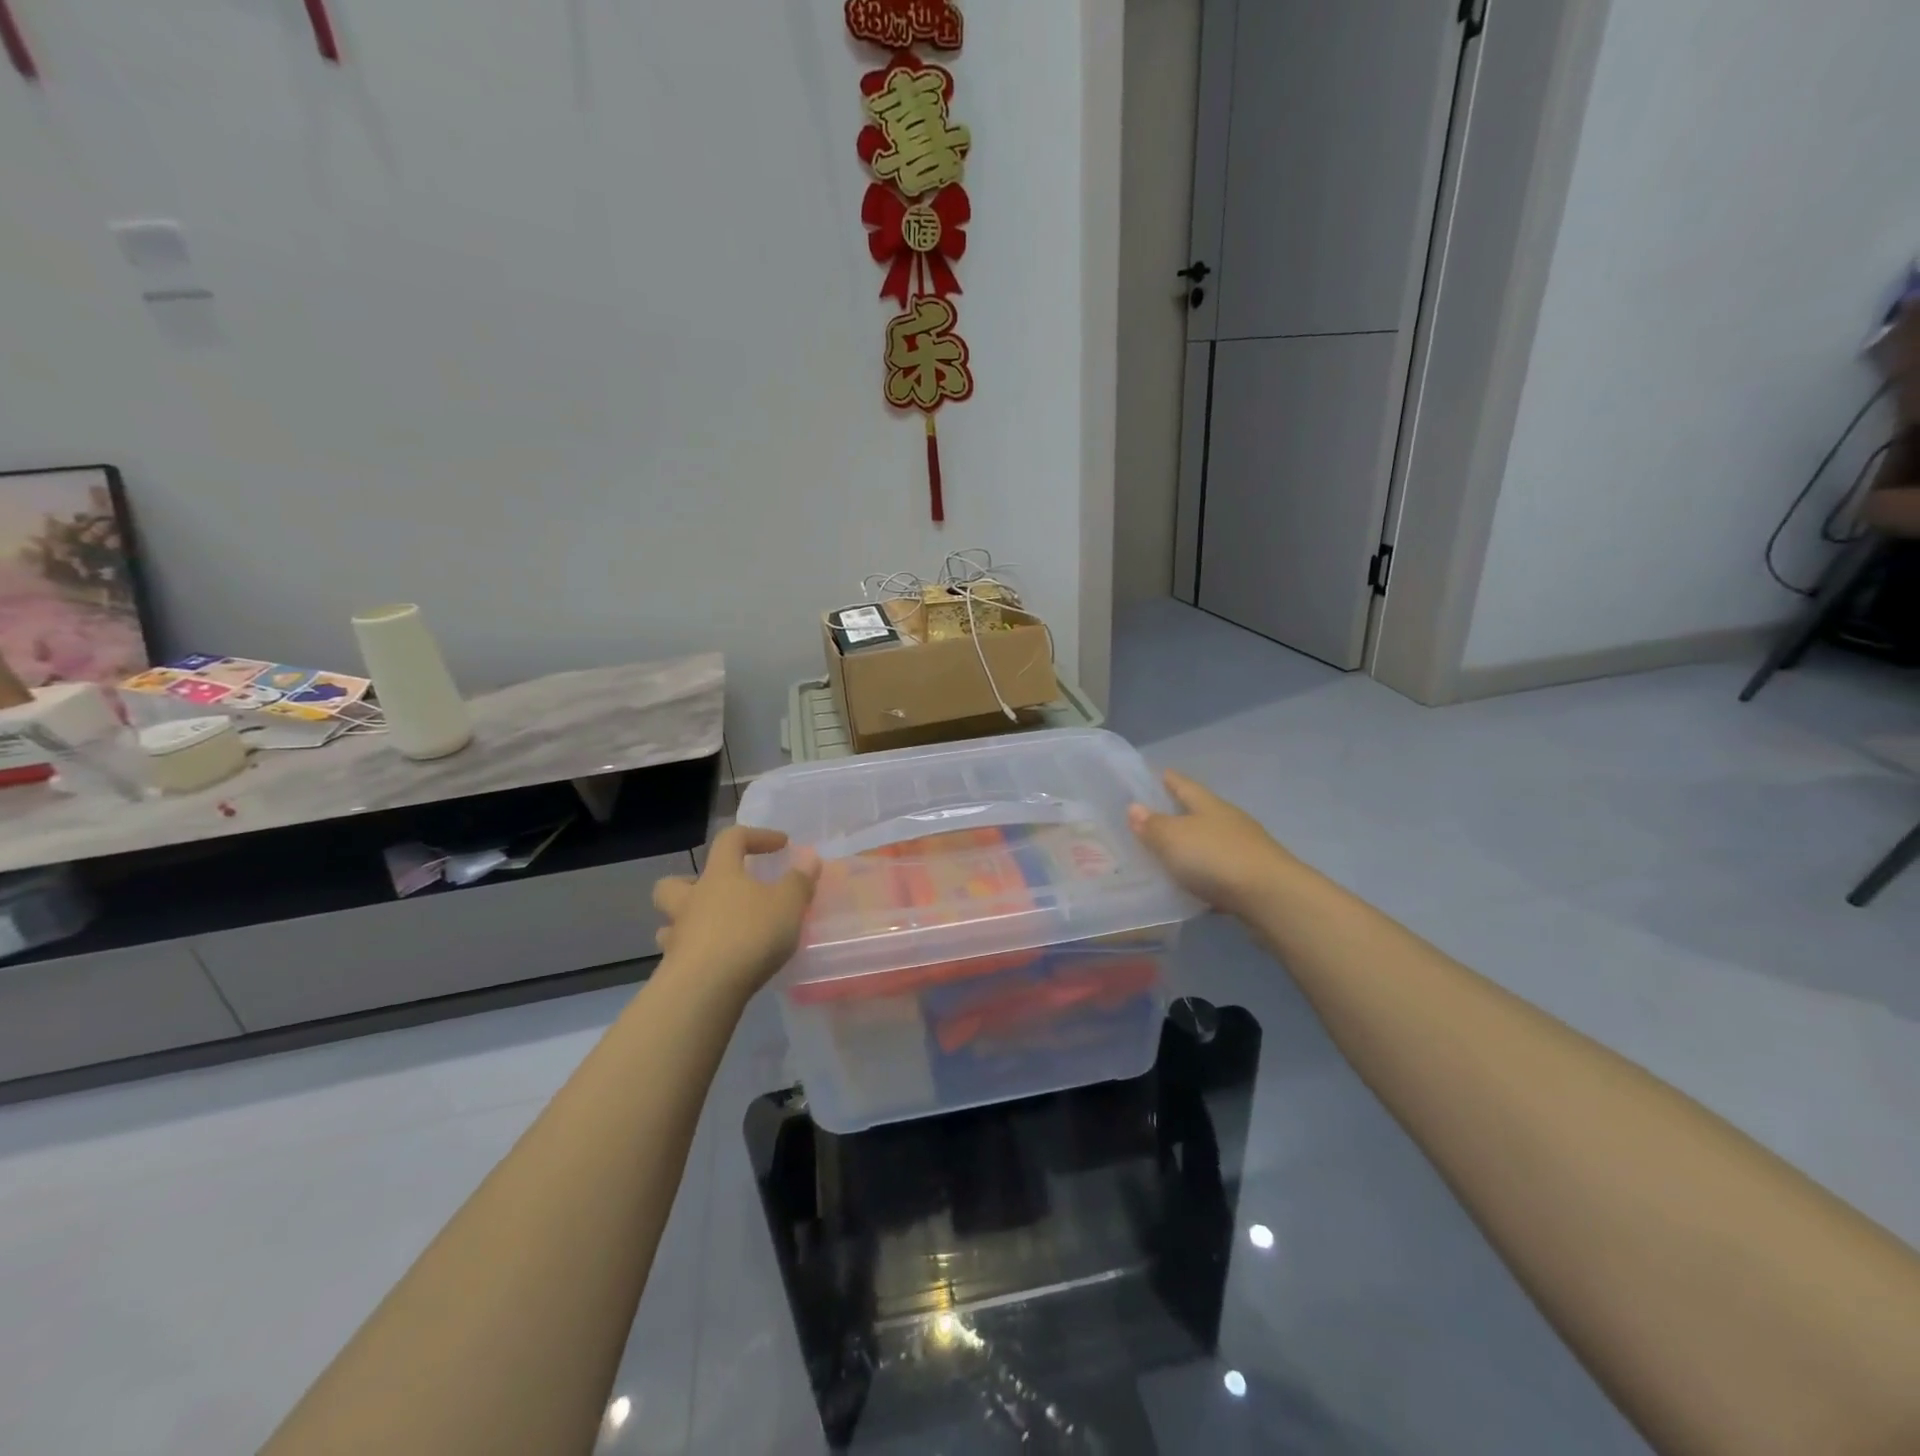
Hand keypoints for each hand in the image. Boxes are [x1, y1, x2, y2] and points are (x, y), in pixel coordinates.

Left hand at [651, 827, 821, 1004]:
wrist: (705, 989)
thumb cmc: (749, 934)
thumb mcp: (788, 904)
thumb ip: (800, 880)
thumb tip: (809, 858)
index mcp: (720, 875)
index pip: (731, 840)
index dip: (756, 836)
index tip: (781, 845)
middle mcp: (692, 900)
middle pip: (675, 881)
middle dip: (693, 881)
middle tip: (720, 893)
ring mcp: (678, 935)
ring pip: (671, 919)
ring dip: (688, 921)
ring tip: (714, 931)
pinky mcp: (673, 969)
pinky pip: (679, 953)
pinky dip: (694, 954)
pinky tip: (715, 964)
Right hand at [1128, 770, 1297, 916]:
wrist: (1271, 897)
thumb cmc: (1216, 858)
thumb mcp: (1174, 839)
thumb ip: (1153, 825)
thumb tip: (1134, 807)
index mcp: (1209, 805)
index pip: (1184, 785)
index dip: (1168, 779)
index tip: (1155, 773)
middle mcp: (1228, 821)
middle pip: (1198, 812)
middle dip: (1177, 813)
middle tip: (1150, 818)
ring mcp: (1243, 849)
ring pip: (1209, 841)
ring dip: (1190, 846)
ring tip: (1164, 854)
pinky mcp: (1250, 877)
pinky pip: (1218, 870)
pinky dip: (1202, 874)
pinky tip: (1189, 884)